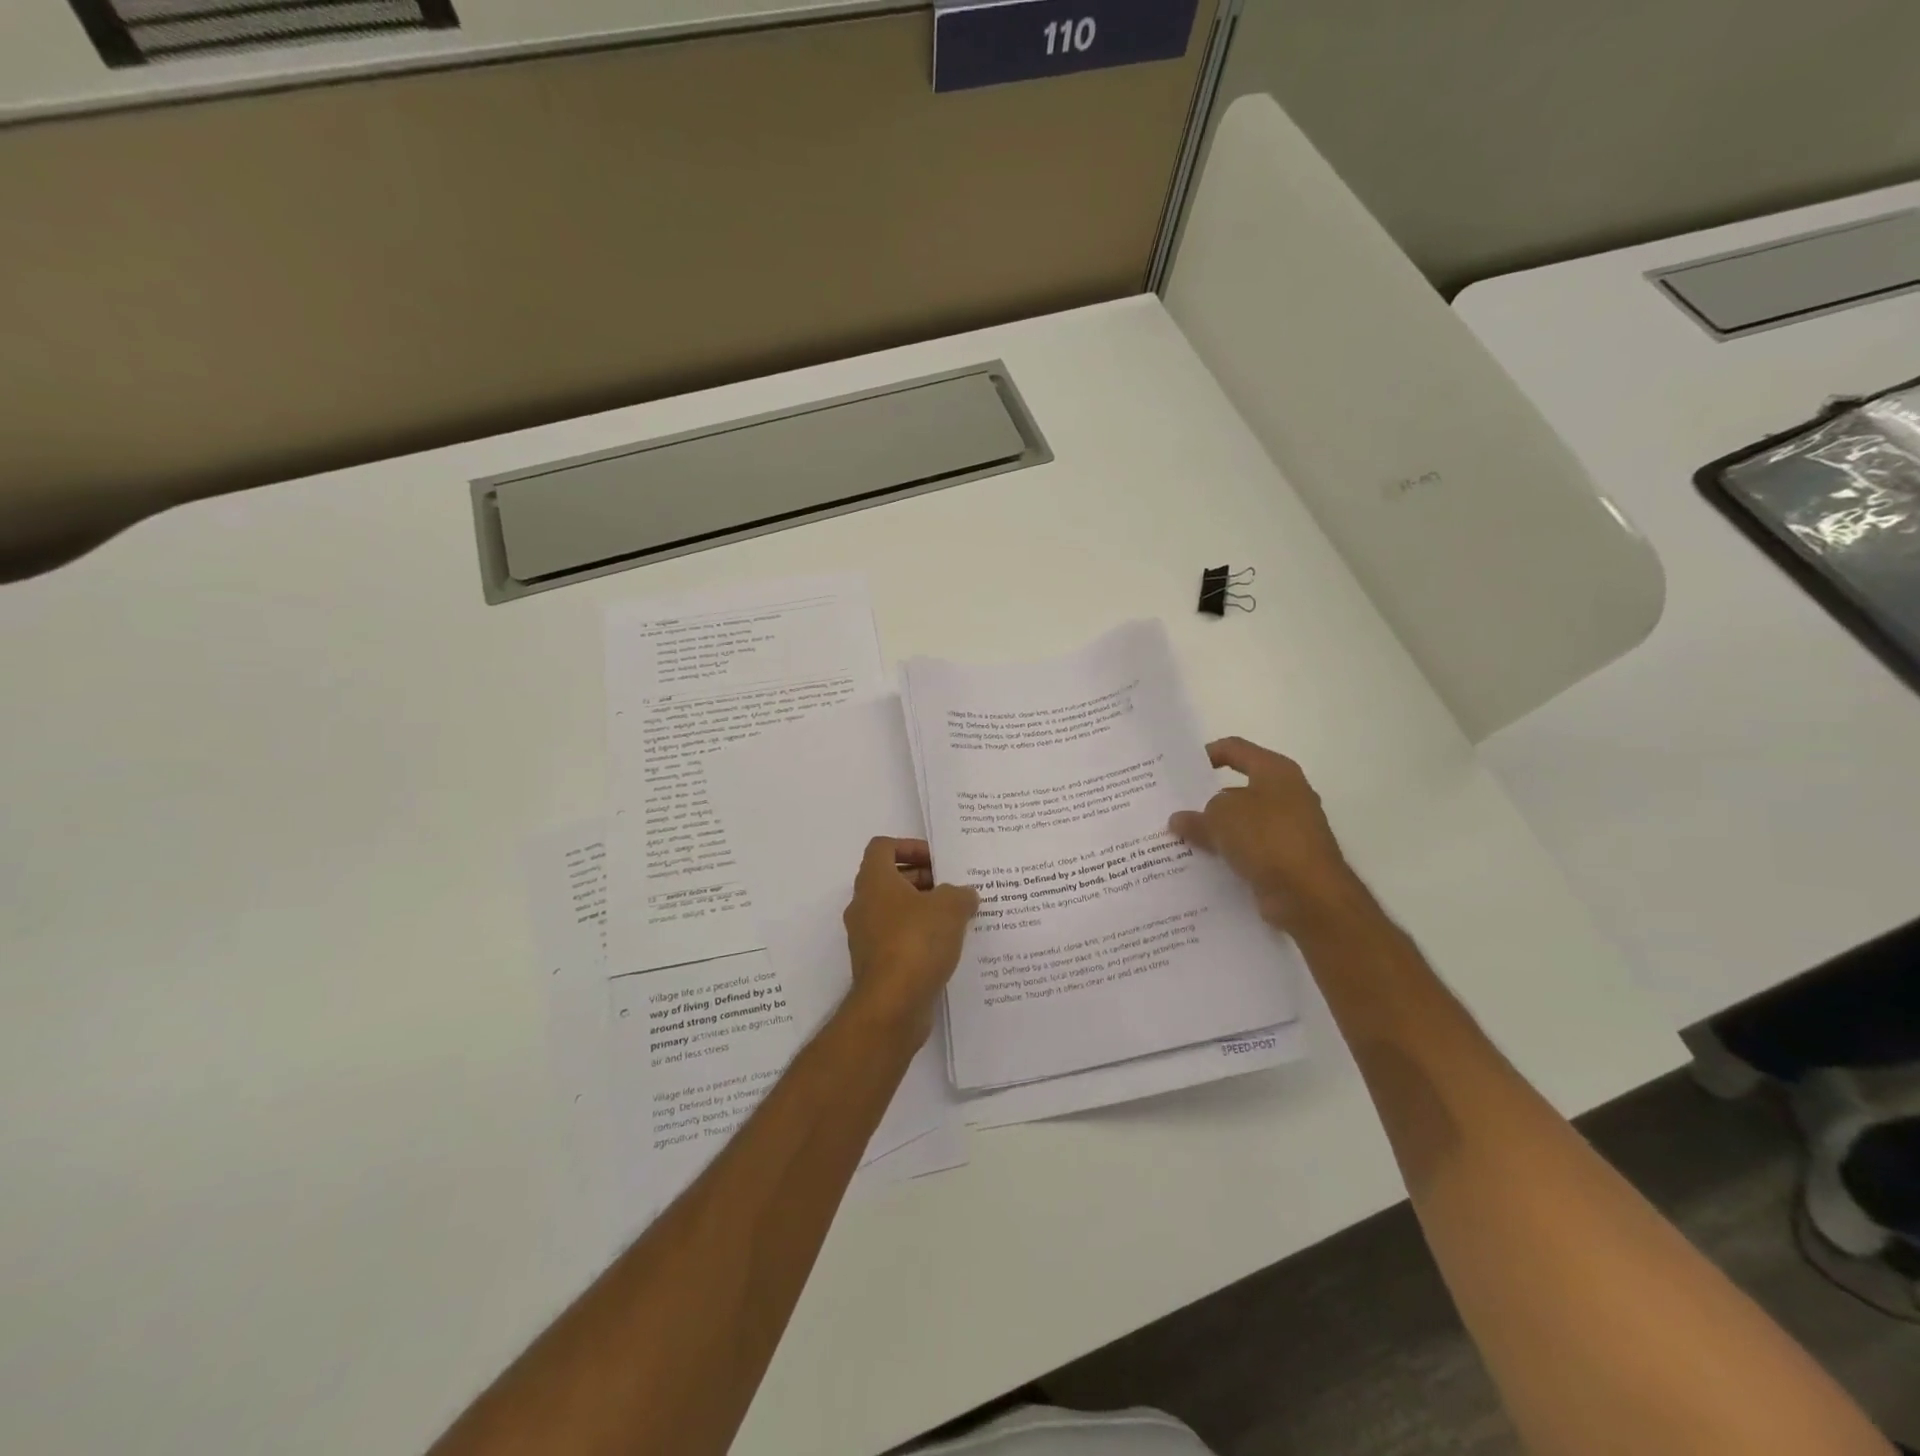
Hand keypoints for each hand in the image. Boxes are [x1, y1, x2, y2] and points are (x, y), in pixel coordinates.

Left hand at [842, 837, 979, 1038]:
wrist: (892, 1006)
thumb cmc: (916, 942)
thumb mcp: (950, 908)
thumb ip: (960, 894)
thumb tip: (964, 894)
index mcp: (874, 882)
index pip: (883, 847)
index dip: (910, 846)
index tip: (937, 860)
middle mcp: (863, 905)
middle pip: (891, 879)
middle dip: (923, 879)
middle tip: (954, 888)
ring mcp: (866, 937)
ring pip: (895, 911)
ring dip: (923, 910)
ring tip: (958, 918)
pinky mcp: (876, 964)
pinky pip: (898, 939)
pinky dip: (919, 937)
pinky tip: (947, 947)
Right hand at [1169, 737, 1373, 934]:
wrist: (1310, 894)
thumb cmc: (1267, 837)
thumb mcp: (1221, 817)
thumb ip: (1196, 815)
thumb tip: (1180, 820)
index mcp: (1275, 771)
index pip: (1235, 749)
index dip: (1206, 754)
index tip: (1179, 770)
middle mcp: (1286, 795)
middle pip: (1236, 789)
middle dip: (1204, 799)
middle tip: (1172, 807)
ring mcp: (1288, 829)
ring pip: (1241, 823)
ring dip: (1214, 830)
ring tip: (1178, 838)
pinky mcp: (1285, 860)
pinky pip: (1248, 850)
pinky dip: (1227, 854)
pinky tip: (1200, 863)